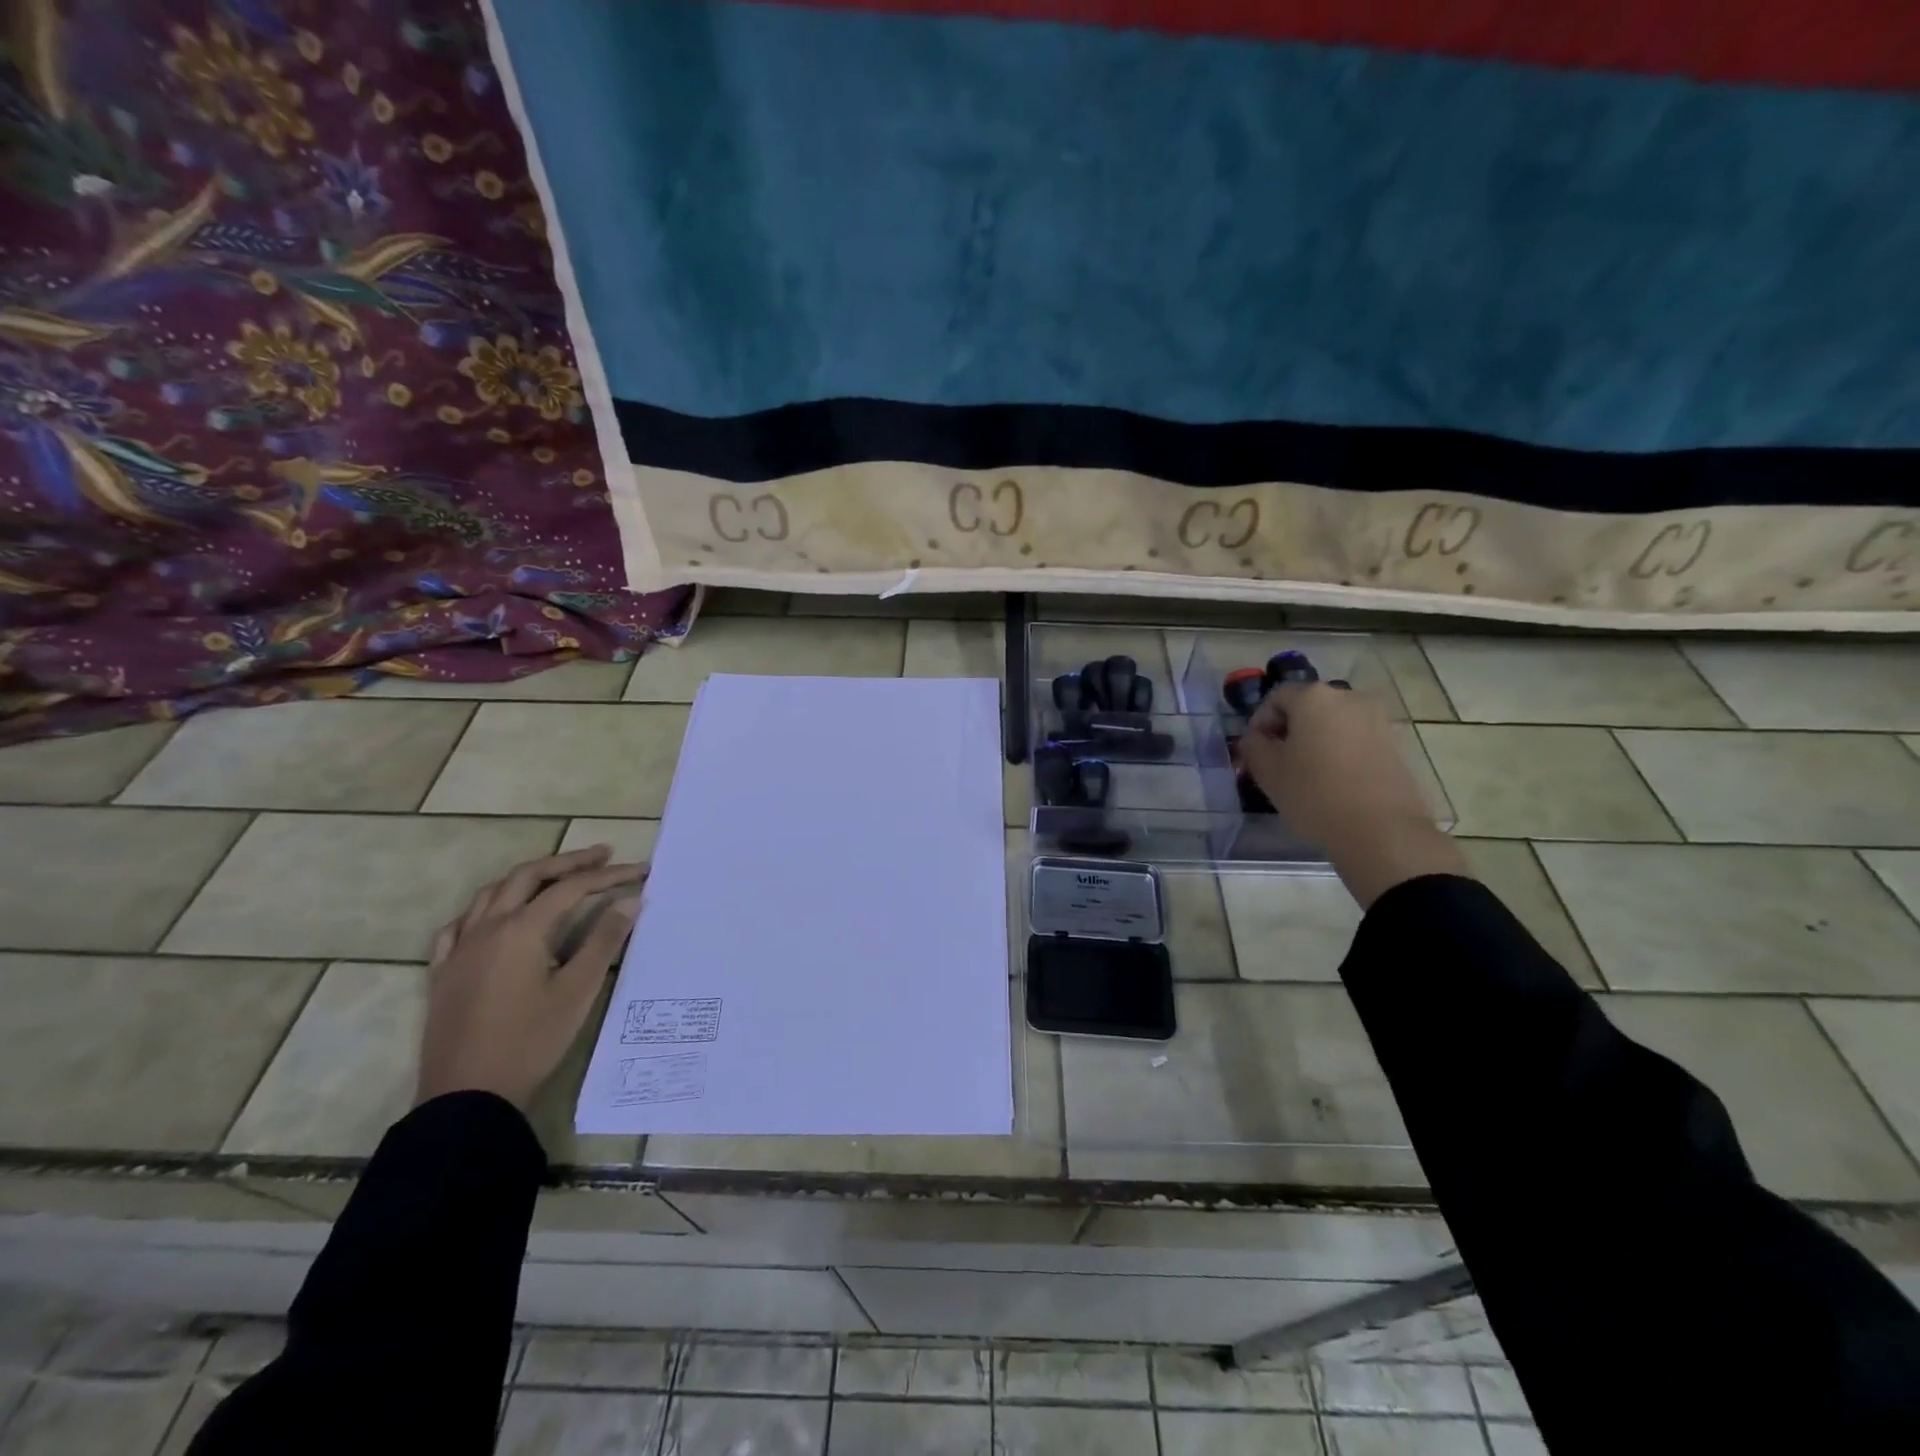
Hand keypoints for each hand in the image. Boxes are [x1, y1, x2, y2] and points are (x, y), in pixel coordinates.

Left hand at [416, 845, 646, 1109]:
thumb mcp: (577, 991)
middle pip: (528, 876)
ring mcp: (459, 949)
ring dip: (527, 877)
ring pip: (491, 893)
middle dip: (568, 862)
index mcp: (522, 929)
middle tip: (602, 856)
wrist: (467, 1095)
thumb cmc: (531, 1041)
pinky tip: (494, 916)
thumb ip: (604, 941)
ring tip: (555, 877)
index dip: (609, 875)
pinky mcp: (443, 972)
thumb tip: (630, 901)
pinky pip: (459, 924)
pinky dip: (485, 908)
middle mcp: (487, 928)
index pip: (571, 888)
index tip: (641, 871)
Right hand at [1240, 683, 1465, 906]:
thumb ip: (1253, 746)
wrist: (1382, 831)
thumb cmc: (1314, 794)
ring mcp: (1377, 719)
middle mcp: (1349, 697)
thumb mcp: (1268, 772)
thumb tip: (1257, 738)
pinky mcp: (1396, 743)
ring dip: (1316, 740)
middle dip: (1289, 729)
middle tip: (1277, 761)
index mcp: (1314, 697)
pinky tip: (1334, 780)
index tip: (1255, 750)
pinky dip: (1340, 751)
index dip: (1260, 721)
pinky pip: (1356, 738)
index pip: (1276, 697)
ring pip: (1333, 722)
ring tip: (1306, 773)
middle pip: (1308, 706)